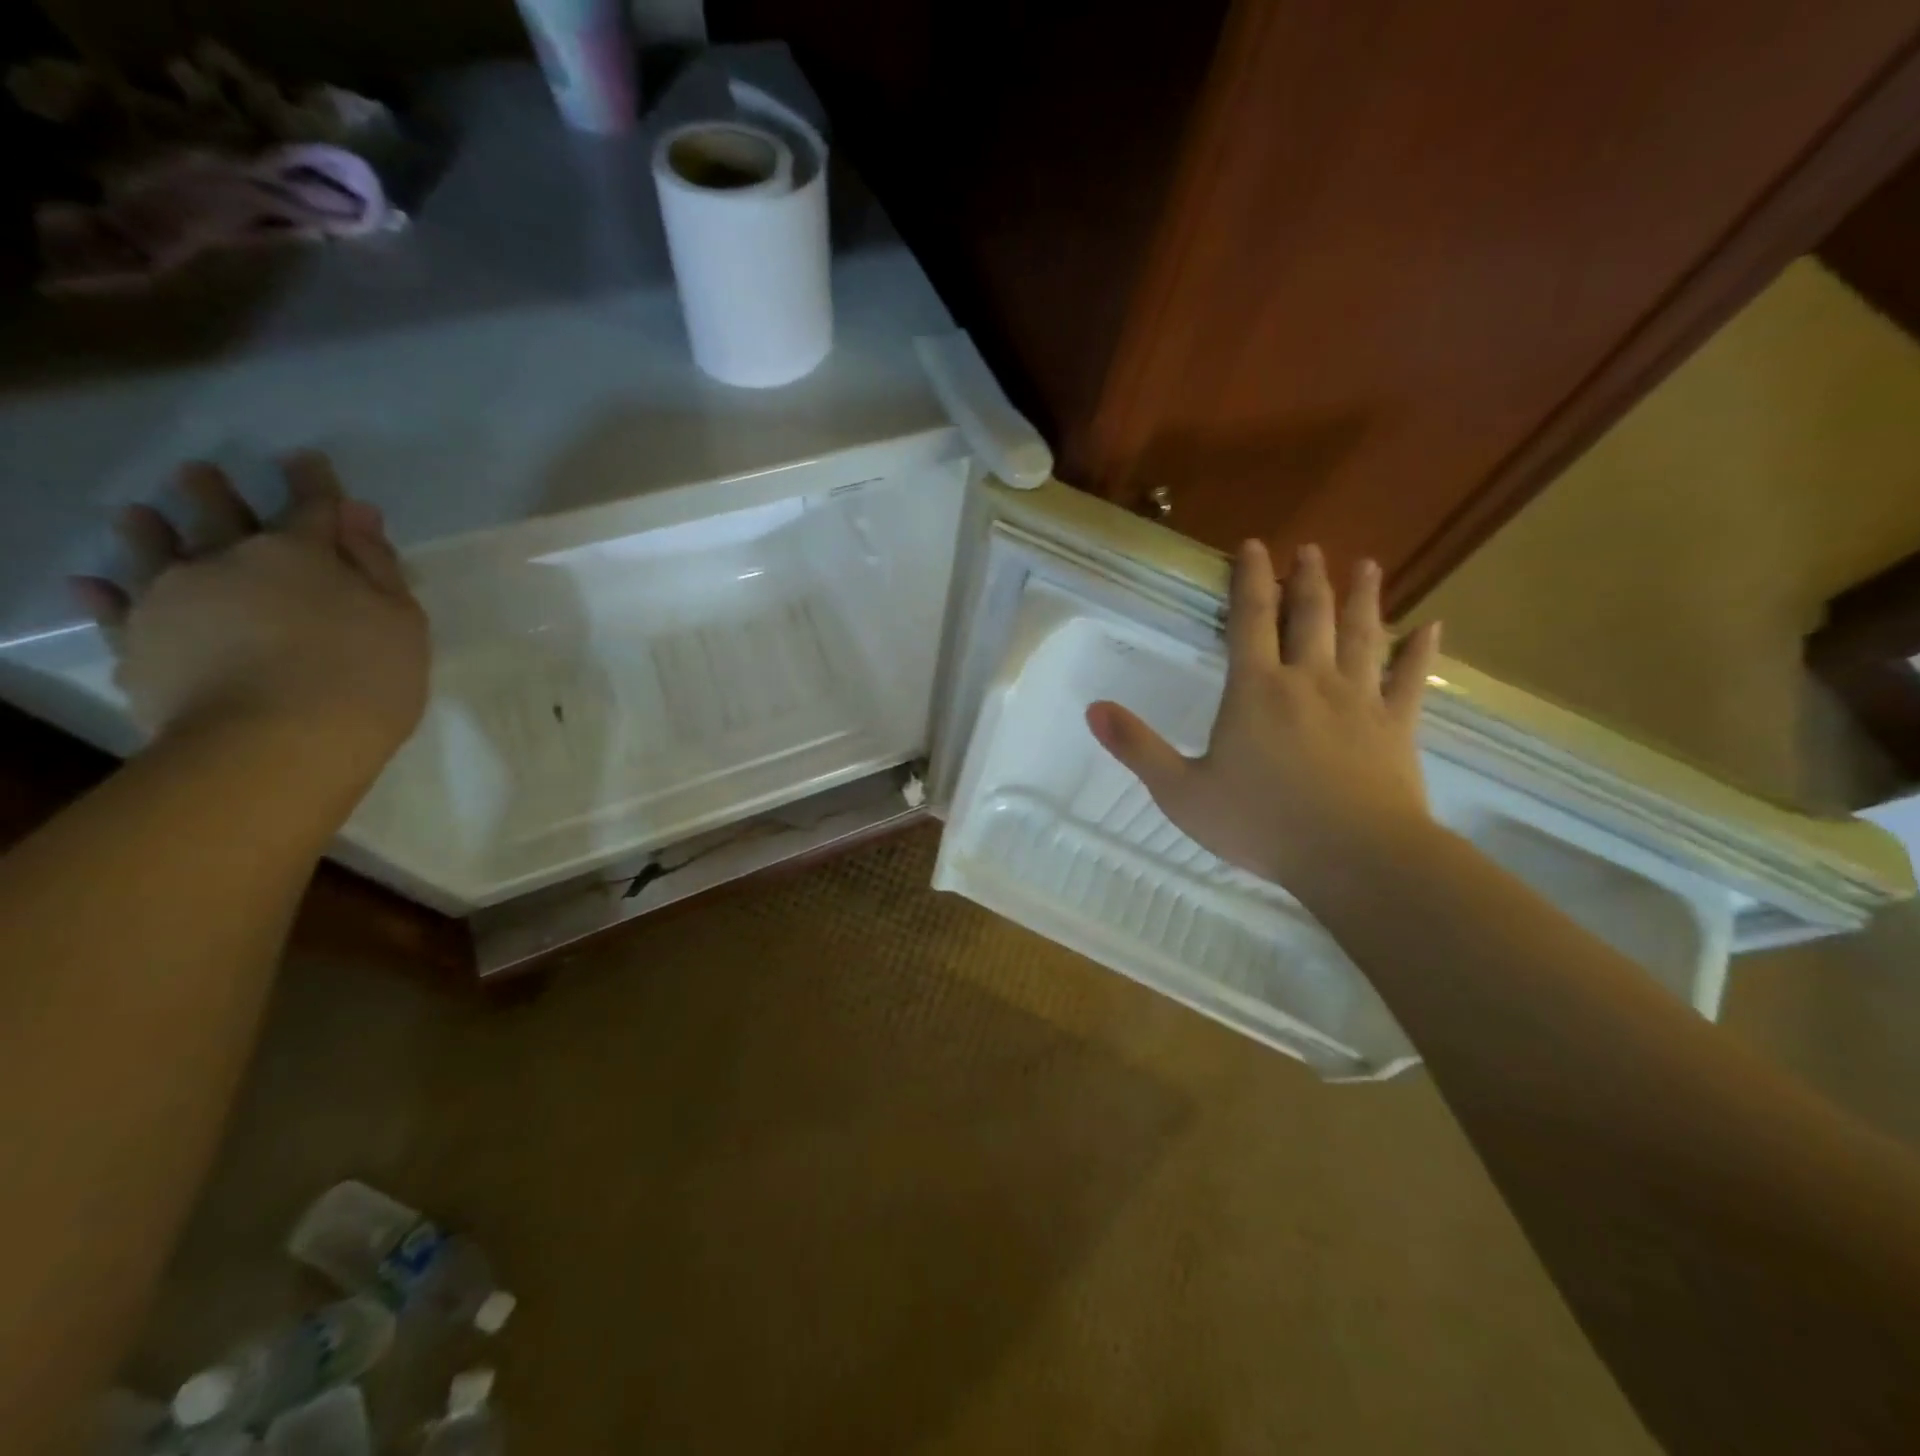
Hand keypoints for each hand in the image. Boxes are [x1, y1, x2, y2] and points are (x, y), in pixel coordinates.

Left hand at [70, 453, 428, 789]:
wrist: (275, 743)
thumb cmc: (364, 678)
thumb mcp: (401, 622)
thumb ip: (378, 567)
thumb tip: (357, 514)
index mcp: (302, 554)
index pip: (312, 506)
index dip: (313, 483)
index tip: (306, 460)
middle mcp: (229, 562)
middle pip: (221, 518)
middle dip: (215, 494)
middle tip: (199, 473)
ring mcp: (175, 600)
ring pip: (155, 552)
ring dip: (149, 530)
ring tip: (139, 513)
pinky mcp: (141, 644)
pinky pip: (115, 611)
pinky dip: (102, 596)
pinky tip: (89, 585)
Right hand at [1086, 541, 1441, 889]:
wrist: (1353, 856)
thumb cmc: (1260, 823)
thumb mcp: (1180, 792)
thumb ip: (1137, 748)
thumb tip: (1093, 708)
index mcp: (1256, 690)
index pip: (1251, 619)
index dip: (1250, 579)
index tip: (1254, 546)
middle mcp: (1308, 680)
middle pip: (1310, 615)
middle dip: (1308, 578)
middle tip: (1310, 548)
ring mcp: (1359, 700)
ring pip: (1363, 634)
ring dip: (1362, 597)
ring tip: (1366, 566)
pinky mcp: (1397, 726)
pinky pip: (1411, 679)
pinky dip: (1421, 651)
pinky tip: (1433, 626)